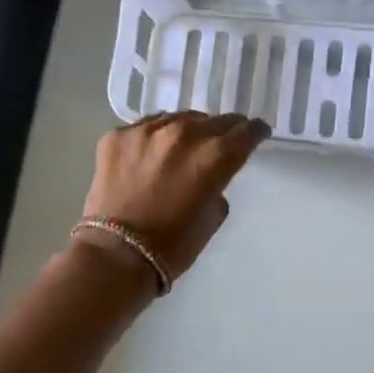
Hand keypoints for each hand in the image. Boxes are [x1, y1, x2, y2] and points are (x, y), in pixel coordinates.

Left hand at [77, 112, 270, 282]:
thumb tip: (211, 173)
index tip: (257, 134)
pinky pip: (146, 126)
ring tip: (185, 144)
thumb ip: (218, 184)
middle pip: (215, 120)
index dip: (255, 132)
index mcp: (215, 155)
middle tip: (223, 140)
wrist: (116, 254)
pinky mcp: (118, 135)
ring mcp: (148, 130)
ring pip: (179, 118)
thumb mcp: (213, 215)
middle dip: (224, 130)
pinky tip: (152, 153)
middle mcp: (185, 133)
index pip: (246, 131)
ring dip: (188, 130)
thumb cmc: (174, 244)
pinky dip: (155, 137)